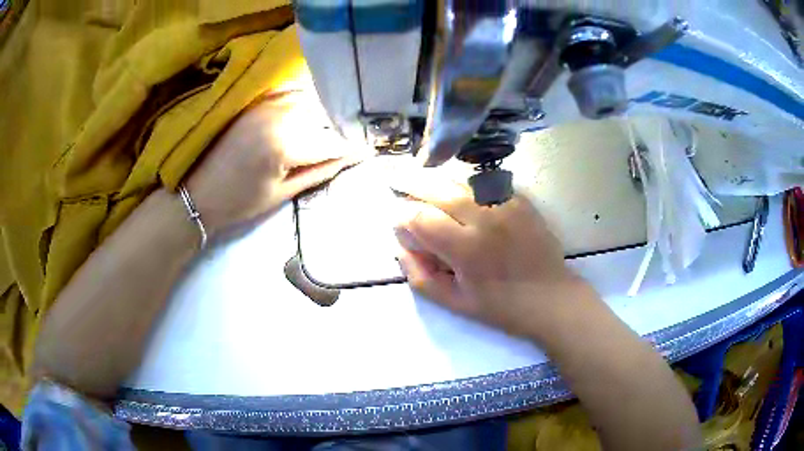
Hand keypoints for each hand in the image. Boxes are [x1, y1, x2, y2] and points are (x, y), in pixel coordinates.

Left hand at [186, 89, 368, 235]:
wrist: (198, 194)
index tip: (366, 150)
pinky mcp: (256, 102)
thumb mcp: (283, 193)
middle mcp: (279, 116)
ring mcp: (266, 104)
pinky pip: (289, 92)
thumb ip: (320, 170)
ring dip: (324, 111)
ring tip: (332, 125)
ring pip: (309, 99)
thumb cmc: (239, 202)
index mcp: (286, 145)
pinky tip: (309, 109)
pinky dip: (304, 98)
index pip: (332, 140)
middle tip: (350, 139)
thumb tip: (350, 157)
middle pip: (324, 114)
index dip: (352, 146)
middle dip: (340, 126)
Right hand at [393, 173, 593, 337]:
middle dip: (411, 182)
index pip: (420, 218)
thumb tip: (401, 247)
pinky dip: (465, 183)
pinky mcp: (520, 200)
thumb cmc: (501, 307)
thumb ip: (420, 277)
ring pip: (460, 180)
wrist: (551, 298)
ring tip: (421, 178)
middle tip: (395, 179)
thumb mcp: (455, 303)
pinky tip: (457, 189)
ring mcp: (506, 205)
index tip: (398, 223)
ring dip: (437, 179)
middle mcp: (485, 219)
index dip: (402, 217)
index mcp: (466, 249)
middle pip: (438, 188)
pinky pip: (485, 183)